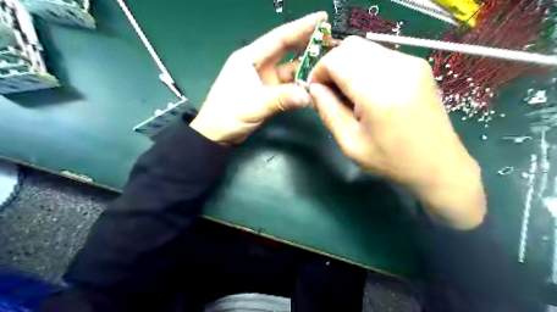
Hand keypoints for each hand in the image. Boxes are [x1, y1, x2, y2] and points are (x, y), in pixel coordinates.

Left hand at [190, 11, 327, 143]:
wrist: (216, 135)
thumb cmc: (227, 115)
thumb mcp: (254, 105)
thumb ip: (281, 99)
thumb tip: (308, 96)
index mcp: (250, 58)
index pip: (279, 38)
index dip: (301, 27)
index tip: (322, 18)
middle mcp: (259, 65)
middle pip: (286, 50)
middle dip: (307, 43)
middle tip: (330, 38)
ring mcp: (264, 80)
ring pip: (289, 70)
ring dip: (306, 69)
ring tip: (327, 65)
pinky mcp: (268, 93)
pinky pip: (288, 87)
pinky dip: (300, 87)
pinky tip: (313, 87)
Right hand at [311, 36, 485, 228]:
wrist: (439, 165)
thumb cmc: (392, 161)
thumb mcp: (350, 143)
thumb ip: (328, 111)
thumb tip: (314, 89)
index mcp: (377, 93)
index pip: (336, 61)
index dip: (319, 72)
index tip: (316, 91)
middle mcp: (397, 69)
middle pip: (350, 47)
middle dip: (332, 66)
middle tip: (330, 92)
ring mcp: (411, 63)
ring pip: (364, 48)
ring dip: (348, 66)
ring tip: (349, 94)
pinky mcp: (418, 65)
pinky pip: (380, 55)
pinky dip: (364, 67)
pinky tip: (367, 91)